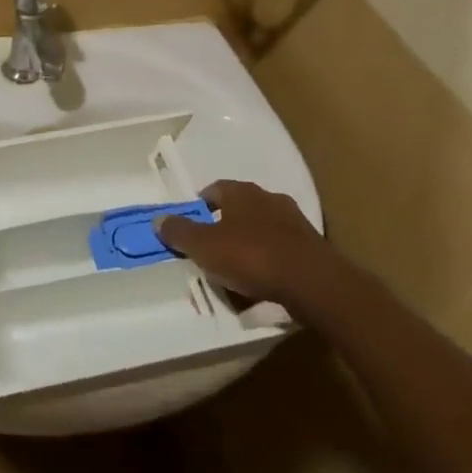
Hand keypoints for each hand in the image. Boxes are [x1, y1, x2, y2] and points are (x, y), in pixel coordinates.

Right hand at [155, 180, 332, 311]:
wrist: (312, 282)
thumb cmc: (251, 256)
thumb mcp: (204, 247)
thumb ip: (180, 233)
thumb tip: (158, 219)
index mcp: (241, 192)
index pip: (213, 190)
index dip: (200, 206)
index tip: (191, 226)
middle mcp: (269, 198)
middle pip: (239, 208)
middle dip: (225, 226)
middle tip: (212, 250)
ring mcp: (294, 221)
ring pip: (262, 229)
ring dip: (250, 244)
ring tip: (238, 271)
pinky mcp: (312, 246)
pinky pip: (282, 250)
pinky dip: (270, 261)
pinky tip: (264, 283)